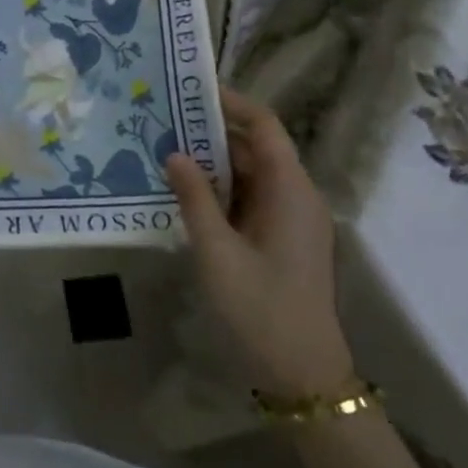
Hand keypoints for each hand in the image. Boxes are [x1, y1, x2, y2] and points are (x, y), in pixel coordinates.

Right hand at [164, 87, 353, 397]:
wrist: (303, 377)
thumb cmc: (261, 309)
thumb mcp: (217, 252)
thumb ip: (195, 198)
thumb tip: (175, 153)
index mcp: (291, 191)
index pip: (265, 126)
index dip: (232, 103)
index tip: (190, 90)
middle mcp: (297, 197)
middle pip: (257, 148)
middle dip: (212, 132)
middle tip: (165, 121)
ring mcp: (292, 221)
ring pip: (252, 175)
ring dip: (214, 163)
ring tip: (166, 151)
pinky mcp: (283, 241)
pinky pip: (251, 200)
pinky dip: (221, 191)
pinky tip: (186, 194)